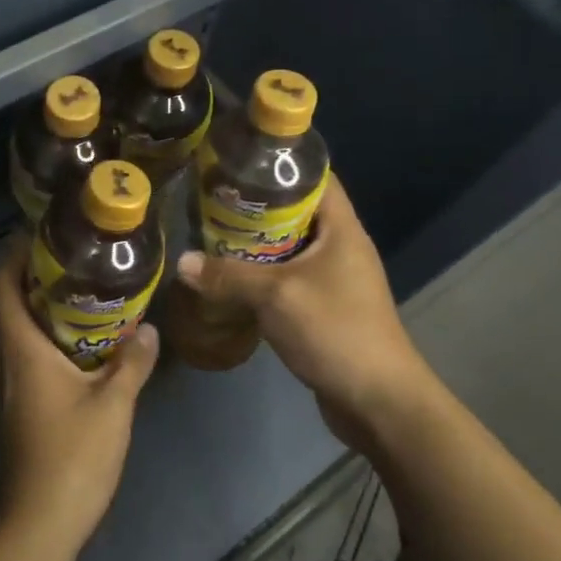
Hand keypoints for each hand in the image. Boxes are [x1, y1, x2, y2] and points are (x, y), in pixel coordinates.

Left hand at [0, 238, 158, 556]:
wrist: (39, 523)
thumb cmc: (72, 456)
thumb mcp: (113, 404)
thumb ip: (131, 362)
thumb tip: (149, 329)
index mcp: (20, 350)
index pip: (2, 287)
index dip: (14, 257)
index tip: (42, 237)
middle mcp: (5, 362)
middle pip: (6, 306)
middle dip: (31, 280)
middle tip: (71, 265)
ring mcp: (6, 389)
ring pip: (13, 334)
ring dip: (36, 311)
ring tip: (77, 299)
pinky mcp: (15, 410)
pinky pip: (21, 358)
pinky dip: (41, 341)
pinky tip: (77, 349)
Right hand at [175, 172, 434, 449]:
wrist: (378, 401)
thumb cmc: (335, 331)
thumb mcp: (276, 297)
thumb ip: (228, 276)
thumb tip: (183, 262)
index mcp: (341, 228)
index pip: (316, 176)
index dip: (281, 163)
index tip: (240, 160)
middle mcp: (341, 246)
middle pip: (298, 210)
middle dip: (258, 204)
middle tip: (215, 199)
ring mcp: (336, 278)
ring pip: (291, 246)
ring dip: (258, 242)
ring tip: (215, 233)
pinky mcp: (327, 307)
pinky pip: (291, 277)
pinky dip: (264, 273)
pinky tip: (233, 278)